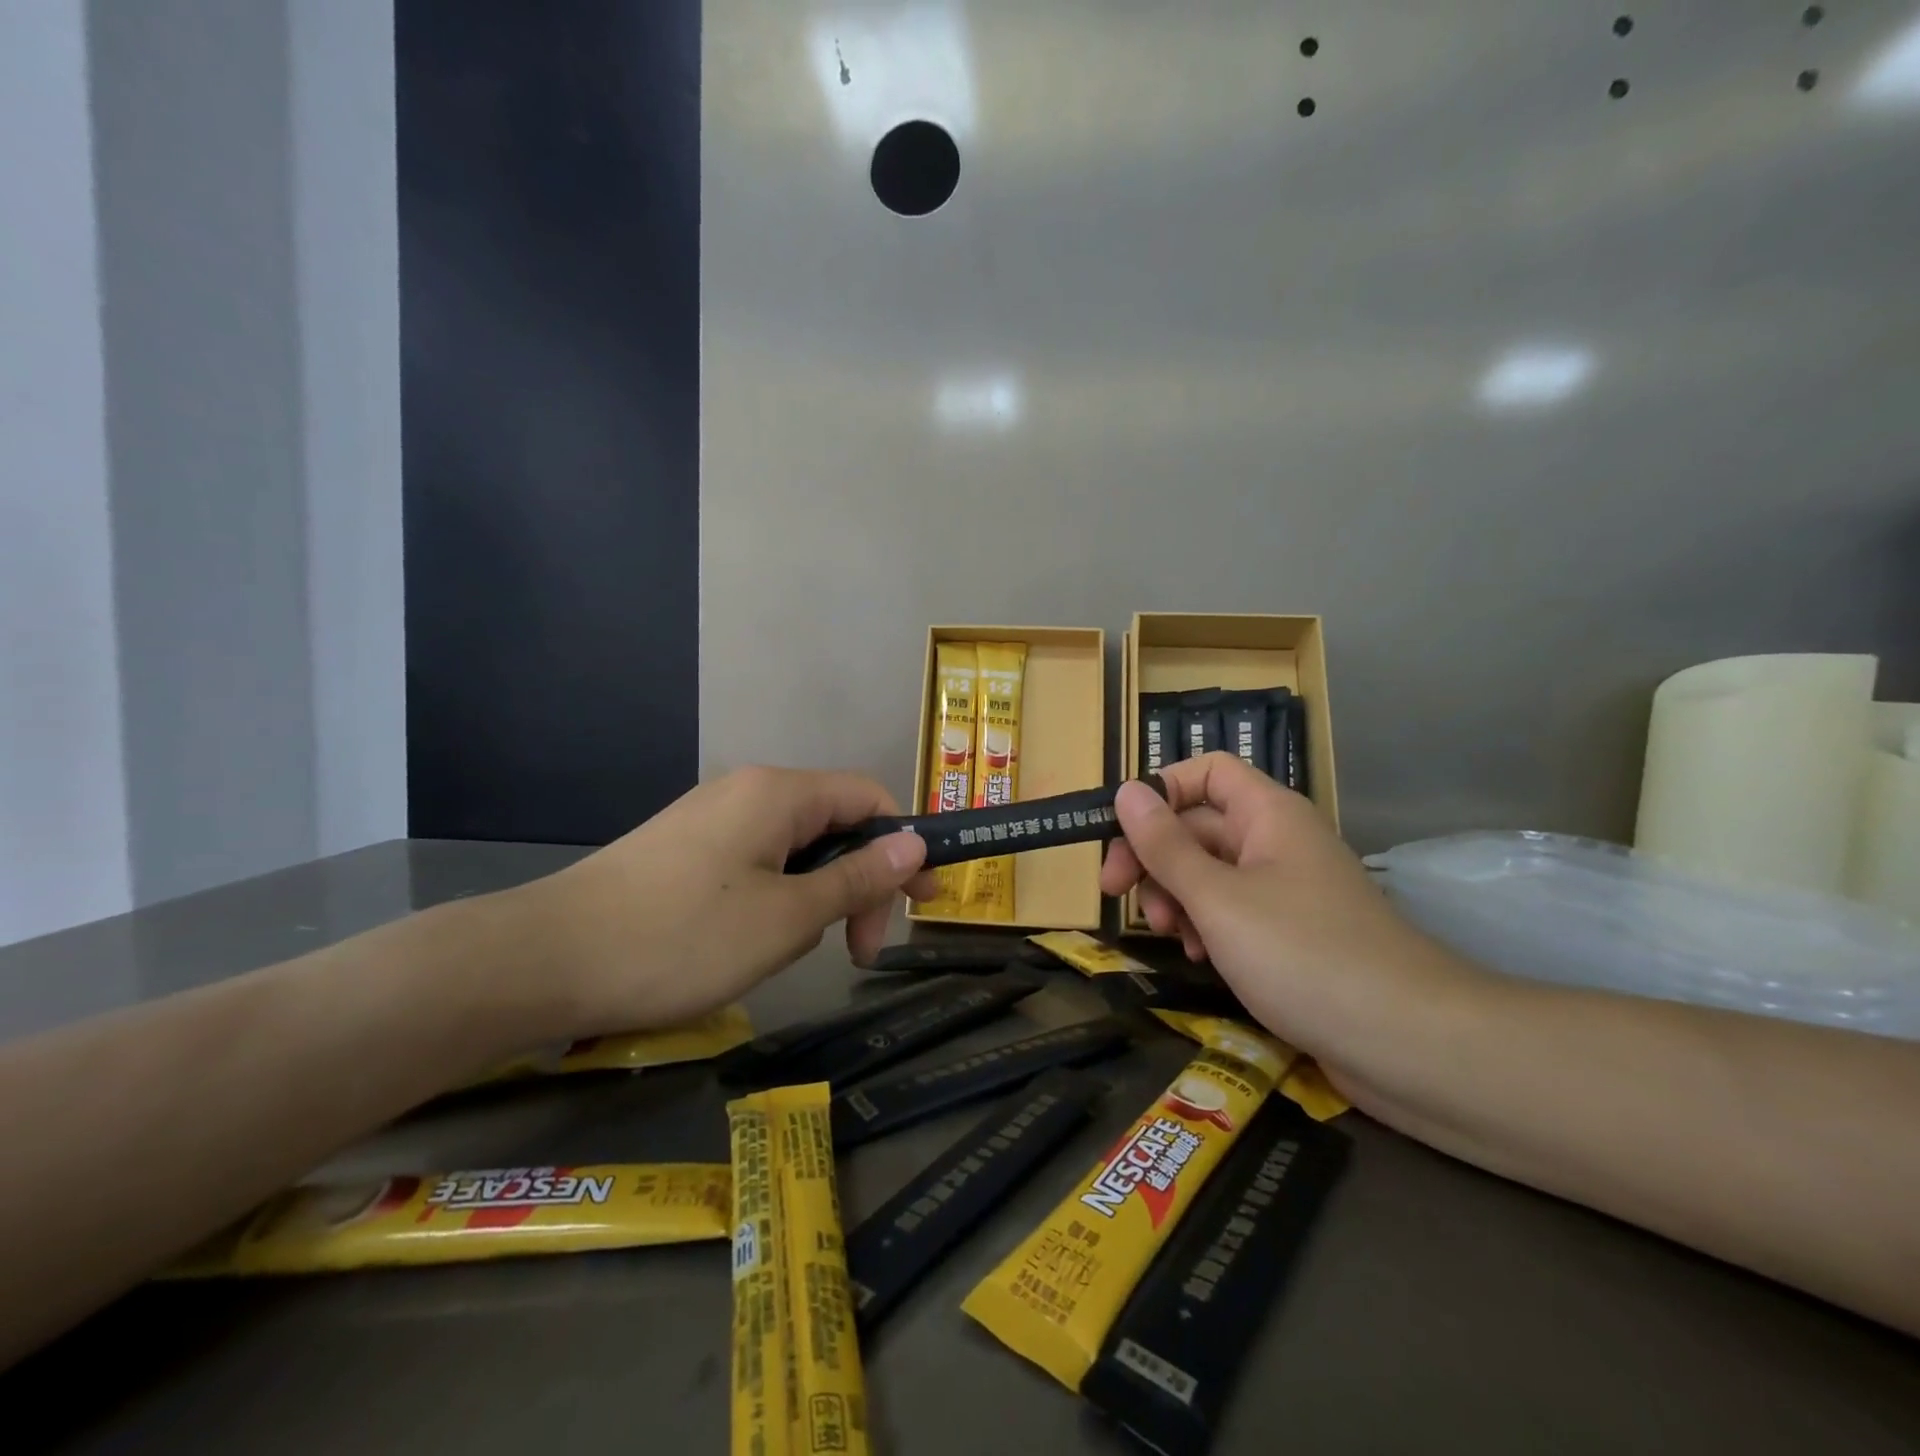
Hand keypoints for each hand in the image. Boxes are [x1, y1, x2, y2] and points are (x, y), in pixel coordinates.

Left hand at [522, 767, 932, 1036]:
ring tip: (804, 950)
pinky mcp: (685, 849)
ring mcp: (712, 818)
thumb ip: (858, 878)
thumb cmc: (682, 938)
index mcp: (779, 793)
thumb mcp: (787, 917)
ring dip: (820, 894)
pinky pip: (758, 861)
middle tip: (860, 949)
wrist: (545, 961)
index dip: (906, 845)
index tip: (920, 904)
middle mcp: (749, 791)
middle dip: (862, 880)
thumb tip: (915, 843)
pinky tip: (761, 939)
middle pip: (835, 822)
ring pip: (797, 847)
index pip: (870, 797)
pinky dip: (781, 896)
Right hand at [1100, 753, 1466, 1065]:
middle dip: (1155, 856)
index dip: (1161, 790)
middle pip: (1198, 825)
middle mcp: (1276, 842)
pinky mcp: (1290, 935)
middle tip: (1118, 894)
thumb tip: (1126, 790)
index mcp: (1268, 814)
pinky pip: (1232, 912)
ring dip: (1176, 895)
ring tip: (1167, 933)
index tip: (1121, 831)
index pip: (1206, 772)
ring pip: (1210, 872)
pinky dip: (1205, 925)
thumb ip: (1165, 846)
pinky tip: (1198, 956)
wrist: (1410, 1043)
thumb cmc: (1304, 954)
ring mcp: (1285, 890)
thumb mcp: (1218, 898)